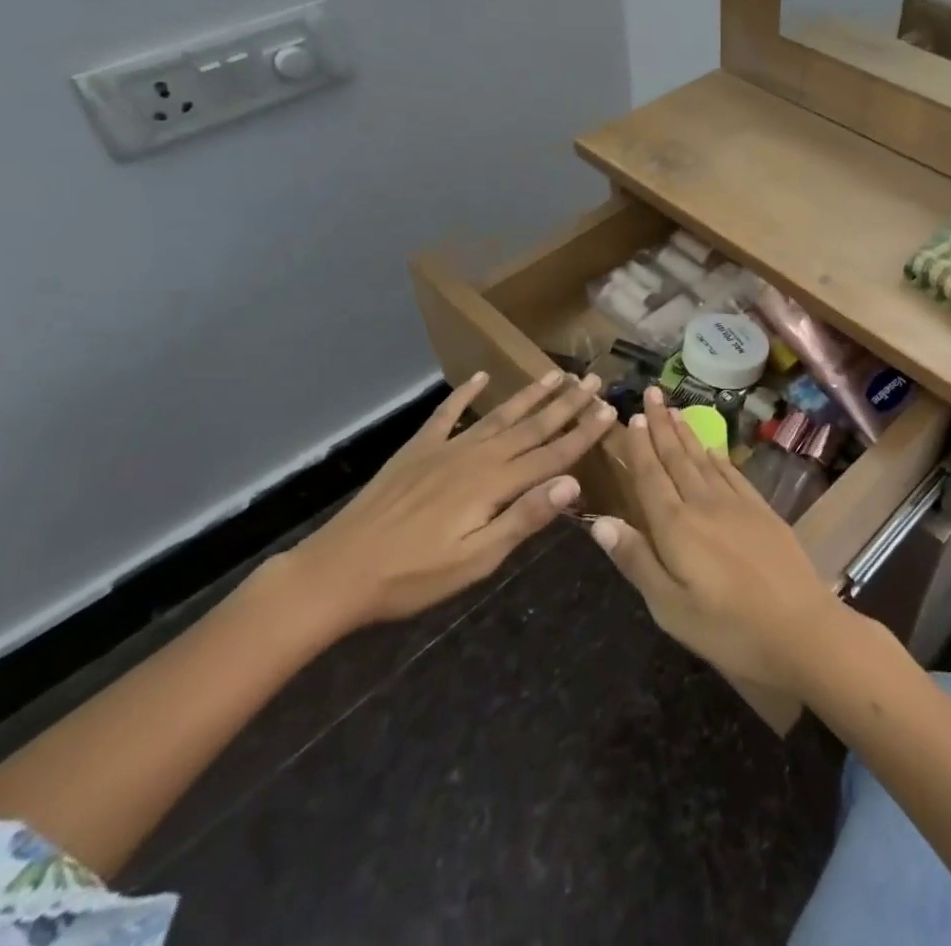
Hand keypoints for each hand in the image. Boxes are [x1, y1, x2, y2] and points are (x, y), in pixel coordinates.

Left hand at [289, 369, 615, 632]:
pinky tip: (478, 378)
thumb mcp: (477, 558)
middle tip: (593, 379)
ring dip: (529, 395)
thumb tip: (573, 482)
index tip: (610, 409)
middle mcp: (477, 456)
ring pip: (498, 415)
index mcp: (495, 483)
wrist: (340, 569)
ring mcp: (446, 448)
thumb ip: (525, 518)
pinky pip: (447, 414)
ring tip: (555, 374)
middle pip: (531, 426)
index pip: (552, 453)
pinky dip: (464, 394)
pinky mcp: (418, 450)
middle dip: (566, 403)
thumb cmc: (414, 575)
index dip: (584, 432)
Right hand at [586, 389, 842, 695]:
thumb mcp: (670, 607)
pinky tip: (712, 448)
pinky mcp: (761, 510)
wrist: (801, 629)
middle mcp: (703, 504)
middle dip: (661, 425)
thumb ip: (636, 560)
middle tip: (652, 393)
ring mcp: (736, 504)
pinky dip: (717, 456)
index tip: (631, 416)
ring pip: (704, 459)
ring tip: (674, 410)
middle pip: (677, 457)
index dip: (639, 446)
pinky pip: (731, 473)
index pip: (651, 476)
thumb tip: (598, 520)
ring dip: (686, 433)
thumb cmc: (728, 629)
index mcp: (676, 527)